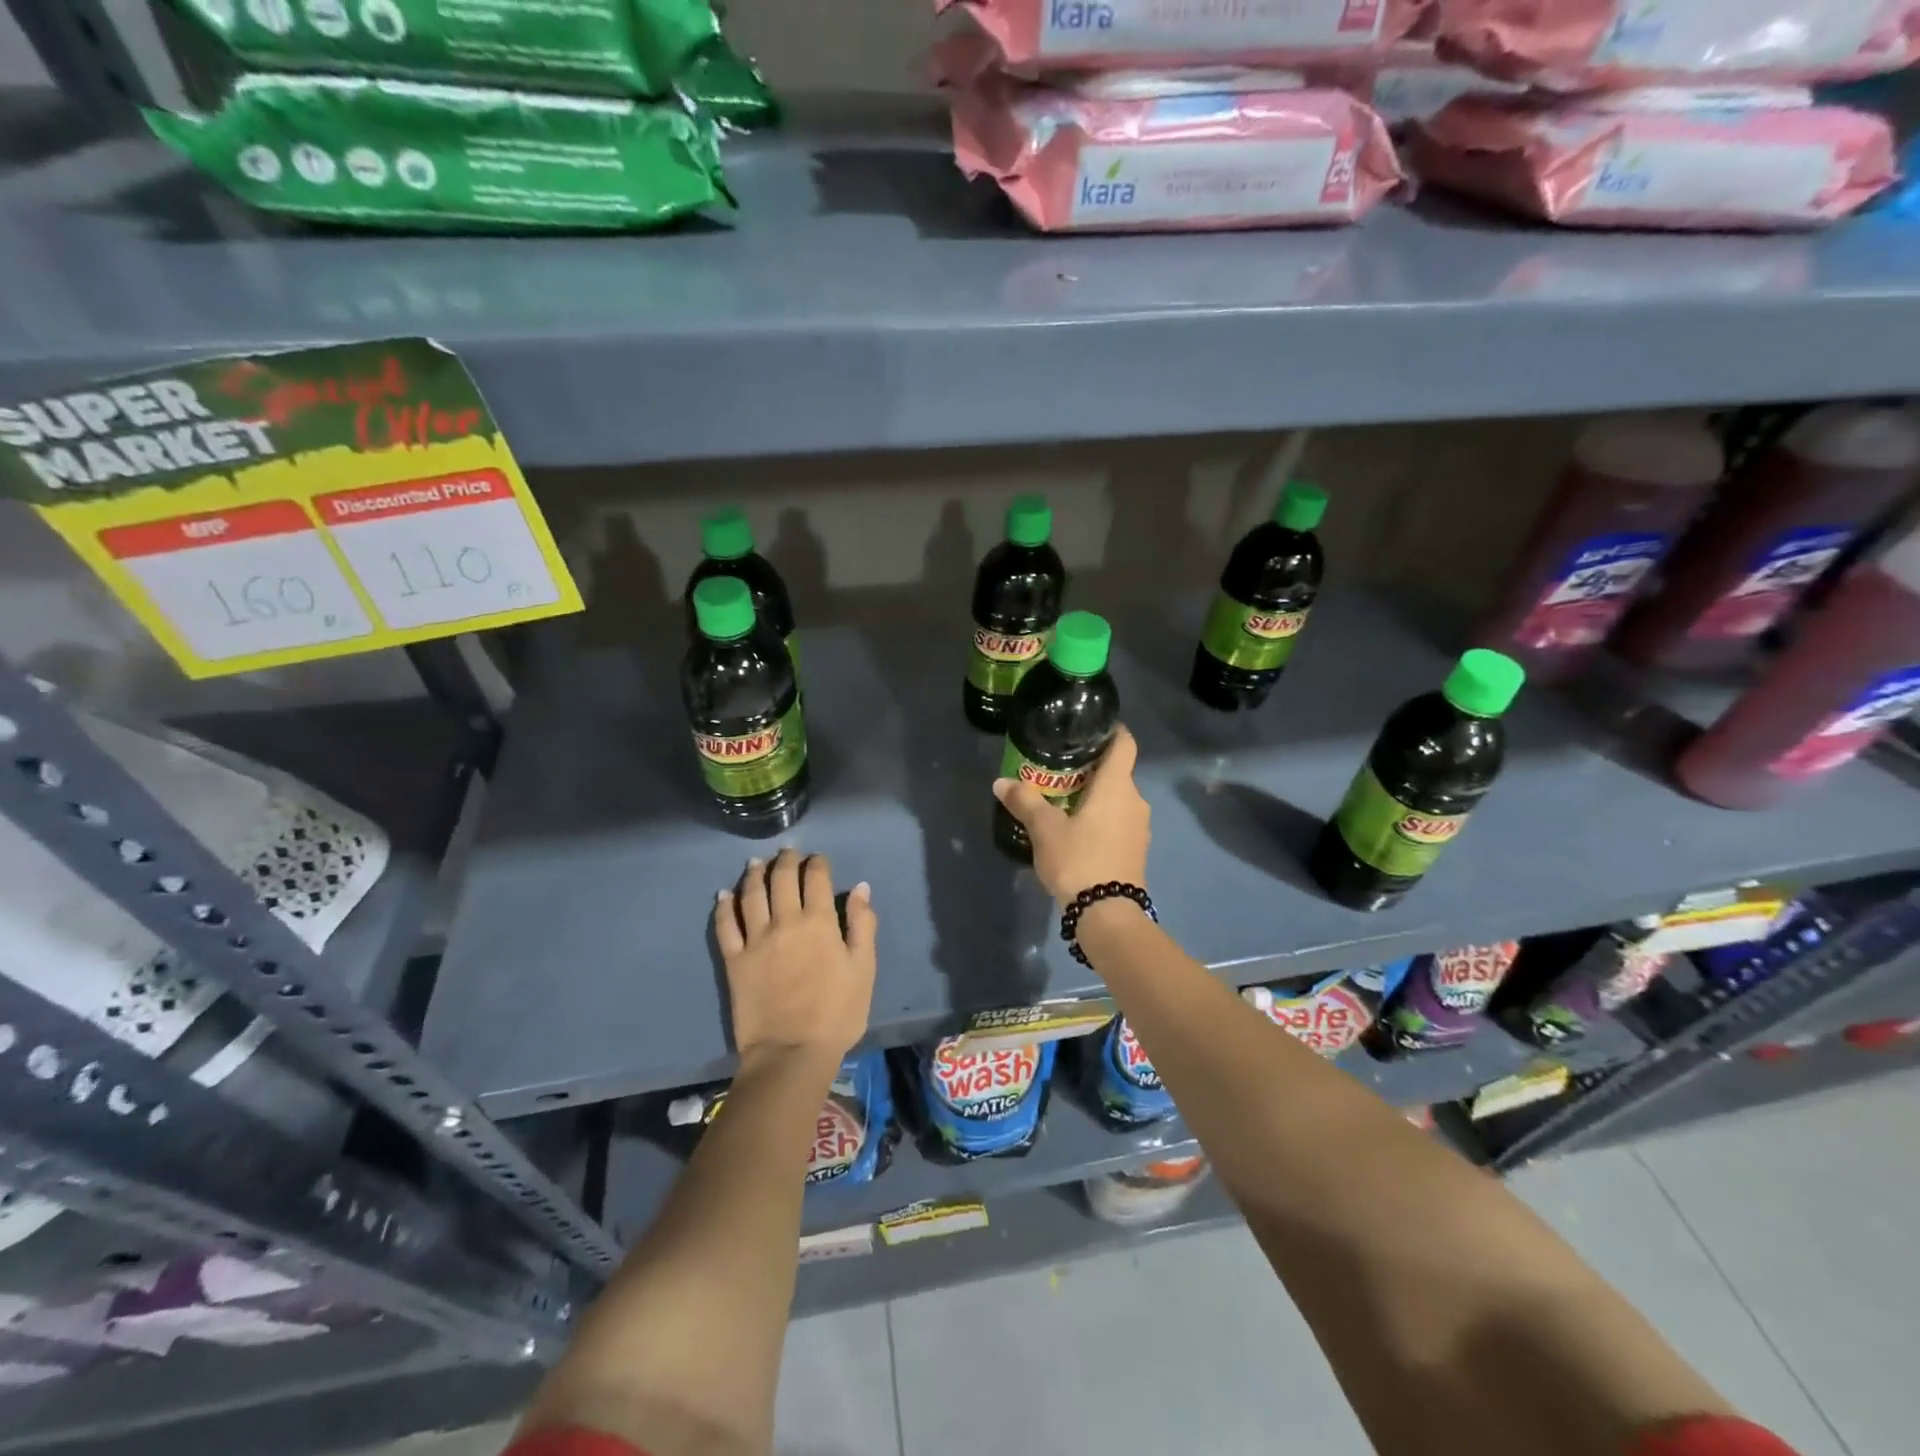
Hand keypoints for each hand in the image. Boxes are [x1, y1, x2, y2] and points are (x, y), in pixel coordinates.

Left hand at [715, 848, 876, 1073]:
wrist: (791, 1053)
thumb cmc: (837, 1013)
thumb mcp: (863, 969)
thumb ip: (863, 925)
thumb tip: (861, 888)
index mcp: (819, 922)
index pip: (816, 879)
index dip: (817, 863)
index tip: (818, 858)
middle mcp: (785, 922)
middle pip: (782, 879)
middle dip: (786, 861)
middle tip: (788, 852)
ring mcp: (756, 940)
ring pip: (751, 895)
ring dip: (754, 874)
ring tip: (756, 863)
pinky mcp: (734, 961)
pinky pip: (725, 926)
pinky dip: (724, 906)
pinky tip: (723, 895)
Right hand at [993, 724, 1149, 905]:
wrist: (1108, 914)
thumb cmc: (1078, 860)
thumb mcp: (1044, 829)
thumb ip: (1025, 801)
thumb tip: (1001, 782)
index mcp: (1117, 786)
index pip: (1124, 743)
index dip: (1112, 731)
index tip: (1091, 728)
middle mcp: (1135, 800)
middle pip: (1117, 772)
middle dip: (1092, 768)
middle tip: (1061, 769)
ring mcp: (1140, 827)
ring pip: (1118, 799)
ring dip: (1096, 796)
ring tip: (1064, 800)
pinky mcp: (1136, 850)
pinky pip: (1119, 822)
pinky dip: (1101, 818)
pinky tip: (1078, 830)